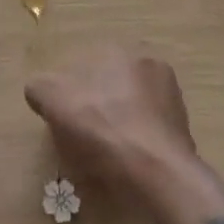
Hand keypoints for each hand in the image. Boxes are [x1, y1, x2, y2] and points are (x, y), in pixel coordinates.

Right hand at [26, 46, 194, 193]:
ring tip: (103, 158)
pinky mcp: (183, 131)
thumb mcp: (54, 100)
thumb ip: (40, 87)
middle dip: (96, 108)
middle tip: (81, 139)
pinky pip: (149, 134)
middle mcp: (151, 64)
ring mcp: (172, 99)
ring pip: (132, 111)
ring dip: (118, 127)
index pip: (87, 66)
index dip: (70, 93)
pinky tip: (126, 167)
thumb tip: (39, 90)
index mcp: (122, 49)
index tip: (64, 119)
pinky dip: (136, 146)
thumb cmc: (103, 128)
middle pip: (111, 87)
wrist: (157, 173)